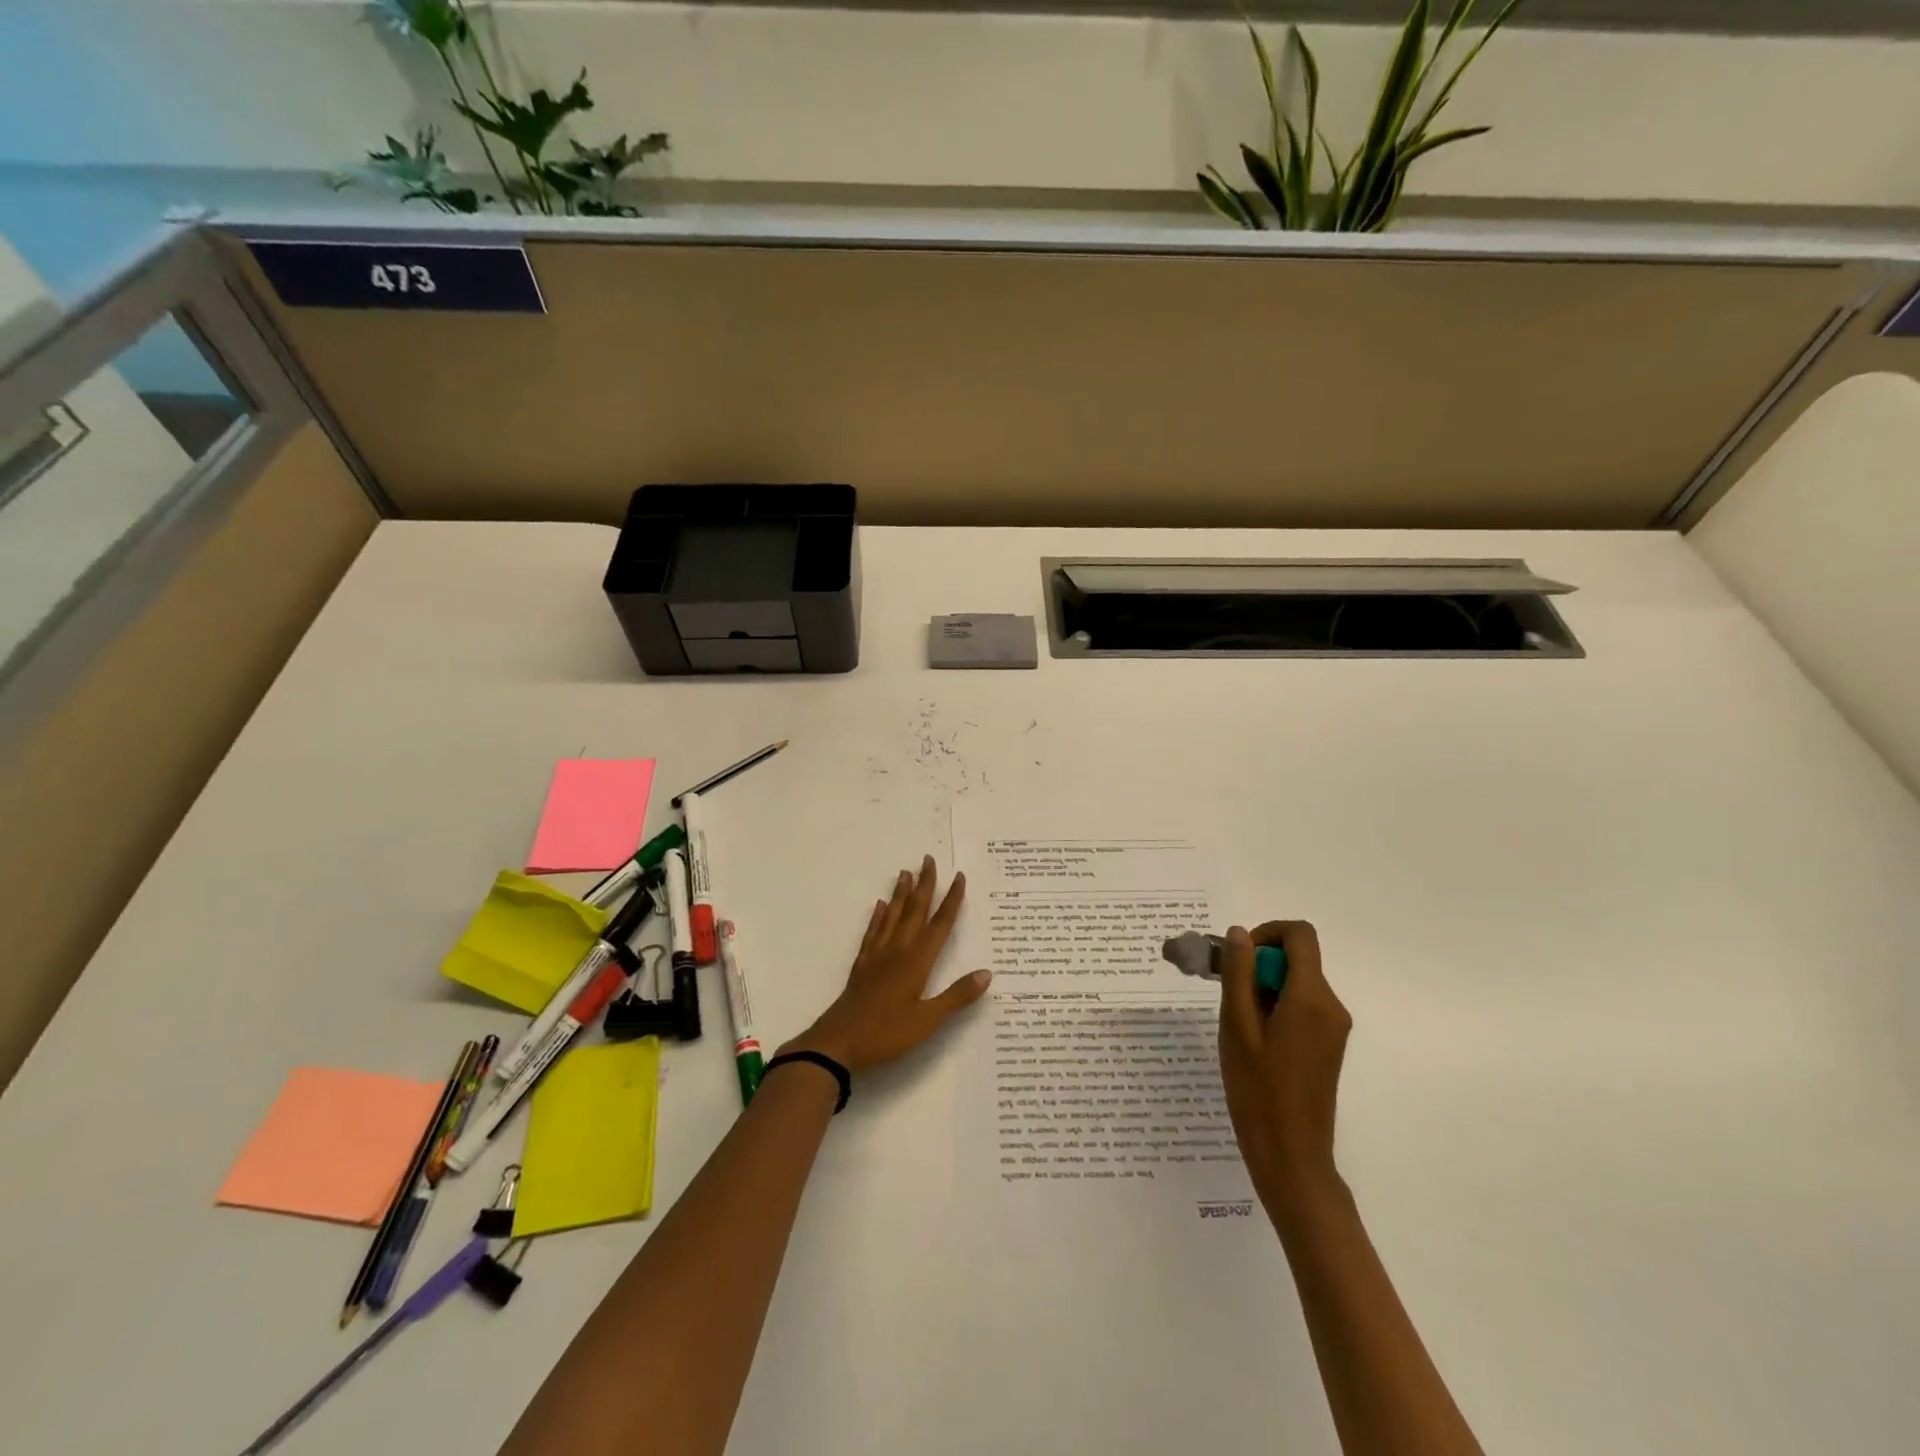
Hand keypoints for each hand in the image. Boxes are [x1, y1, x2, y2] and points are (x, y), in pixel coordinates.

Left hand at [784, 856, 991, 1073]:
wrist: (838, 1042)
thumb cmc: (886, 1033)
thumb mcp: (928, 1020)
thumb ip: (957, 996)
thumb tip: (987, 973)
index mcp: (917, 961)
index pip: (940, 924)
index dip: (951, 900)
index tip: (959, 877)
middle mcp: (898, 951)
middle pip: (915, 911)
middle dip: (925, 885)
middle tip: (929, 859)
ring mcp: (877, 956)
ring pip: (893, 916)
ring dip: (901, 894)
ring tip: (905, 872)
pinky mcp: (862, 965)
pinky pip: (873, 932)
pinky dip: (878, 917)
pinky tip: (880, 906)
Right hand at [1218, 921, 1351, 1211]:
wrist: (1291, 1156)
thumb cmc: (1258, 1090)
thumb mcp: (1236, 1026)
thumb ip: (1238, 973)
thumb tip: (1240, 933)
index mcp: (1311, 998)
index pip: (1300, 934)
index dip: (1267, 933)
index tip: (1238, 958)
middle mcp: (1331, 1006)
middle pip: (1297, 958)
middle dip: (1259, 964)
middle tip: (1226, 995)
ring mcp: (1333, 1027)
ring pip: (1297, 982)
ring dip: (1264, 987)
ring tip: (1237, 1023)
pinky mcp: (1329, 1044)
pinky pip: (1302, 1005)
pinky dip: (1276, 1006)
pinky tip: (1253, 1039)